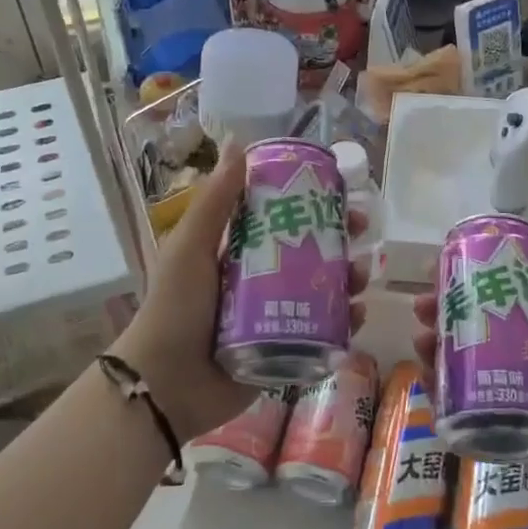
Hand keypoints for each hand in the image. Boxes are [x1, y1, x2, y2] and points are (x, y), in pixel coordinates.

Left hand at [110, 142, 368, 442]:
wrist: (165, 385)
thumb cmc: (176, 308)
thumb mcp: (191, 247)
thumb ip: (215, 201)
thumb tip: (238, 143)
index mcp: (240, 251)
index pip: (285, 218)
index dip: (314, 203)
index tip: (339, 192)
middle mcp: (263, 279)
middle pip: (312, 251)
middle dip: (341, 239)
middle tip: (361, 231)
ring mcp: (278, 316)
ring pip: (325, 290)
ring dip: (350, 278)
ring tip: (362, 276)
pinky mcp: (288, 349)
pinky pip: (325, 331)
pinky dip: (345, 322)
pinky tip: (356, 314)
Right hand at [412, 189, 527, 501]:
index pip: (489, 287)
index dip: (460, 276)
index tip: (436, 268)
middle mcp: (518, 345)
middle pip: (467, 322)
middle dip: (440, 312)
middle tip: (422, 310)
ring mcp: (506, 384)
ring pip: (457, 360)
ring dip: (433, 347)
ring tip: (421, 343)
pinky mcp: (498, 419)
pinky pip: (460, 402)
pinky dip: (438, 390)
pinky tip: (424, 378)